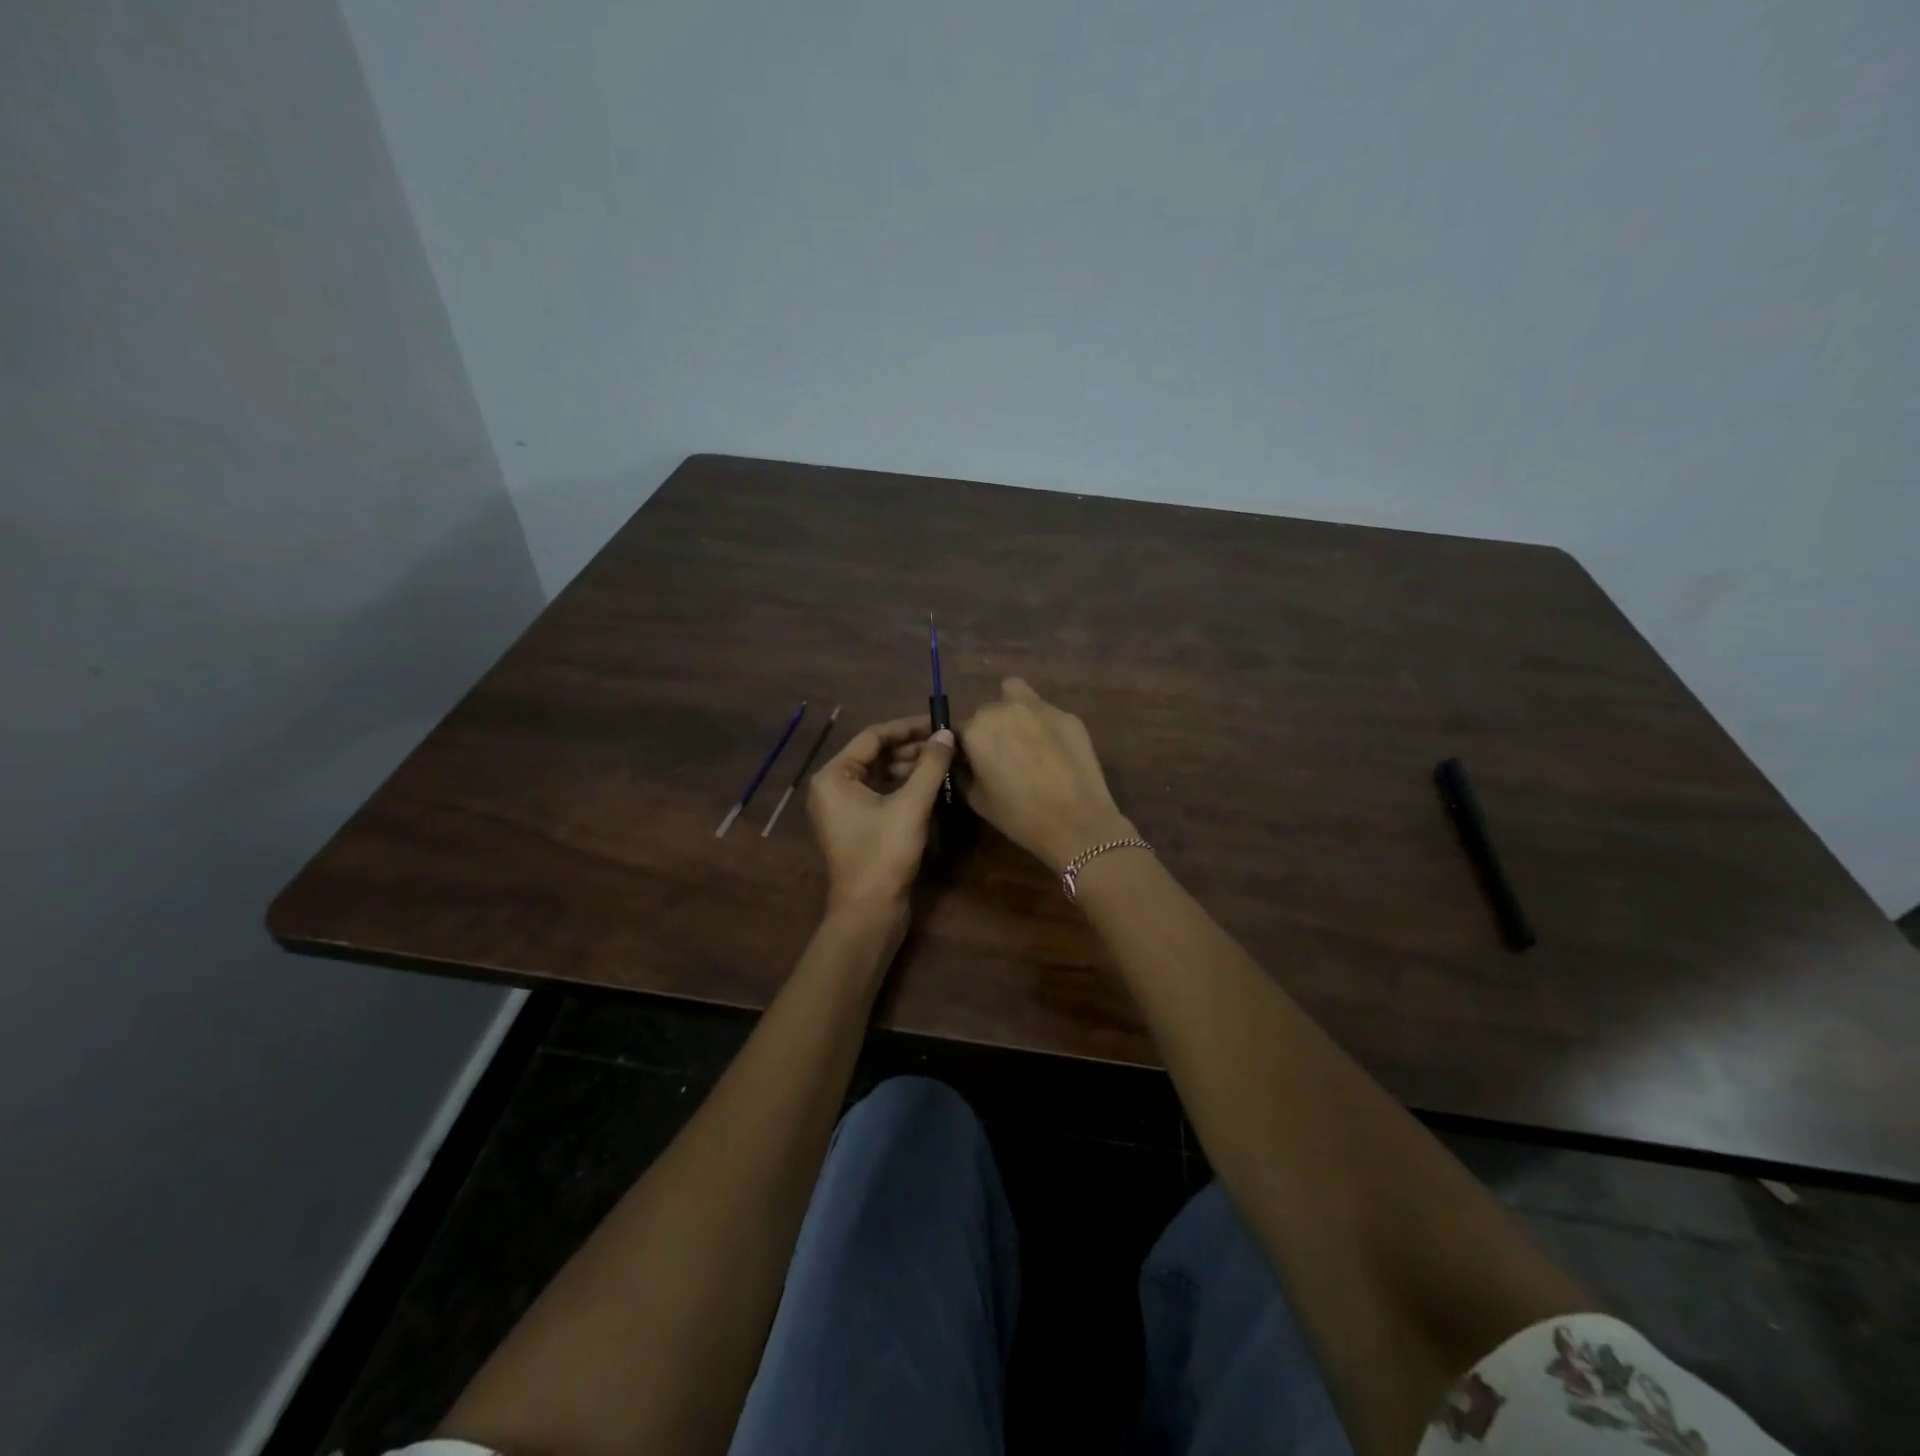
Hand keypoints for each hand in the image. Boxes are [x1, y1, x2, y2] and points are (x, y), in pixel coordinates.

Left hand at [807, 715, 956, 915]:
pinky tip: (932, 787)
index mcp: (834, 776)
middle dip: (911, 749)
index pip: (873, 737)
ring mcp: (844, 809)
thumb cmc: (884, 853)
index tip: (938, 723)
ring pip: (881, 776)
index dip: (907, 728)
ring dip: (911, 768)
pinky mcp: (858, 827)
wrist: (869, 912)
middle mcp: (833, 788)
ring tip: (944, 763)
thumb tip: (948, 733)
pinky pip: (882, 795)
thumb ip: (930, 765)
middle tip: (947, 745)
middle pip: (876, 755)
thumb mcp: (911, 805)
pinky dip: (905, 788)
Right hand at [958, 679, 1132, 873]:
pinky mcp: (1069, 717)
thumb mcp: (977, 800)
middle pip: (988, 711)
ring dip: (1015, 713)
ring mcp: (1040, 708)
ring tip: (1026, 742)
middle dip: (990, 729)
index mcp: (977, 729)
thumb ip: (964, 773)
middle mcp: (1005, 709)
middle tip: (1002, 755)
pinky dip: (1045, 727)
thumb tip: (964, 763)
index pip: (960, 730)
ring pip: (1017, 696)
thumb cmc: (1018, 815)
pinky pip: (1047, 714)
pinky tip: (1056, 752)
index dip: (965, 748)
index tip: (973, 764)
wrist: (1075, 821)